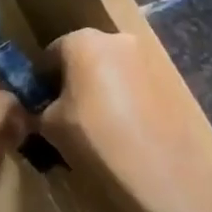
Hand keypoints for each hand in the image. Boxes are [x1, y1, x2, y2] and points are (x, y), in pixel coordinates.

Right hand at [41, 29, 211, 211]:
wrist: (160, 171)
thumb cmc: (94, 138)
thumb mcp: (48, 125)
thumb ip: (39, 108)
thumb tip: (41, 108)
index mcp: (83, 41)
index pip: (50, 53)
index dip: (41, 79)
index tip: (39, 104)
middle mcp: (118, 40)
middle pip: (85, 56)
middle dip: (73, 81)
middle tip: (66, 114)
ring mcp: (150, 59)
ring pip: (112, 70)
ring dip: (101, 90)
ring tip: (96, 125)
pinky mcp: (172, 81)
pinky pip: (136, 85)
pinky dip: (125, 100)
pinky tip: (122, 130)